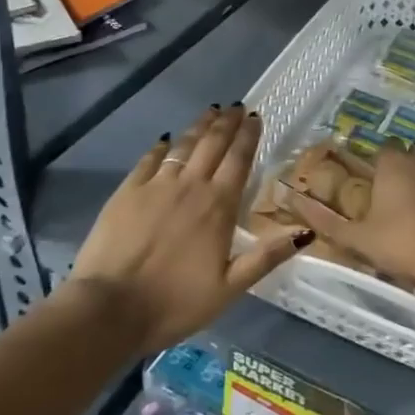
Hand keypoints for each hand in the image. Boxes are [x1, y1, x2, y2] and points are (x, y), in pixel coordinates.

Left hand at [71, 105, 310, 349]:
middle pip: (212, 144)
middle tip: (236, 106)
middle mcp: (190, 186)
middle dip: (226, 123)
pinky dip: (162, 146)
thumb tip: (305, 232)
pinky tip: (166, 139)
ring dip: (199, 127)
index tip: (255, 116)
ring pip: (183, 145)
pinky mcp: (127, 191)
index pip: (239, 160)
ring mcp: (155, 185)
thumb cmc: (174, 303)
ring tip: (210, 112)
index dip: (248, 136)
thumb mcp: (229, 288)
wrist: (109, 308)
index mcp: (218, 207)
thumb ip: (266, 257)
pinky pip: (149, 159)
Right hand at [279, 143, 414, 293]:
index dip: (378, 165)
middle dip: (405, 166)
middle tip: (396, 197)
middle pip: (412, 152)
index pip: (384, 149)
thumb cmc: (404, 243)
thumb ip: (327, 222)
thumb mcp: (359, 239)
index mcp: (394, 163)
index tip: (374, 187)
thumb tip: (293, 202)